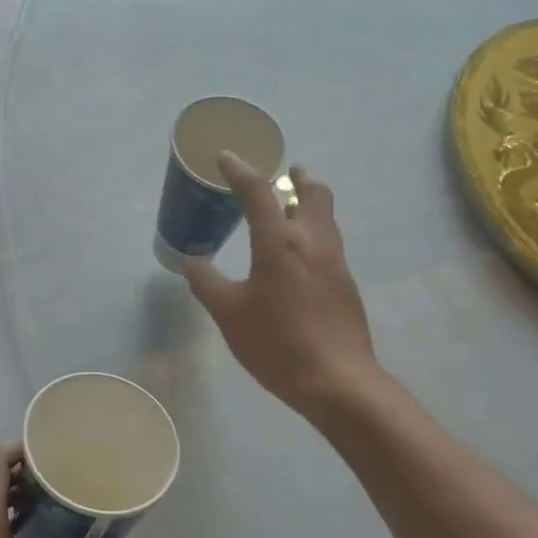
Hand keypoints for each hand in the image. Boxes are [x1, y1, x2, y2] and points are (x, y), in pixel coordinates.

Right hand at [184, 152, 379, 419]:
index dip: (240, 171)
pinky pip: (330, 242)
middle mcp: (313, 242)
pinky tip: (298, 256)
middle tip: (283, 174)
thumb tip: (192, 264)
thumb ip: (208, 285)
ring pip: (327, 216)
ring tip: (291, 207)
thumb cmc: (277, 344)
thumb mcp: (229, 315)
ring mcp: (336, 262)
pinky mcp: (346, 284)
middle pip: (314, 192)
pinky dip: (314, 231)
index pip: (259, 192)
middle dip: (297, 177)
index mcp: (280, 242)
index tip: (226, 157)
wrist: (337, 381)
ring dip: (310, 202)